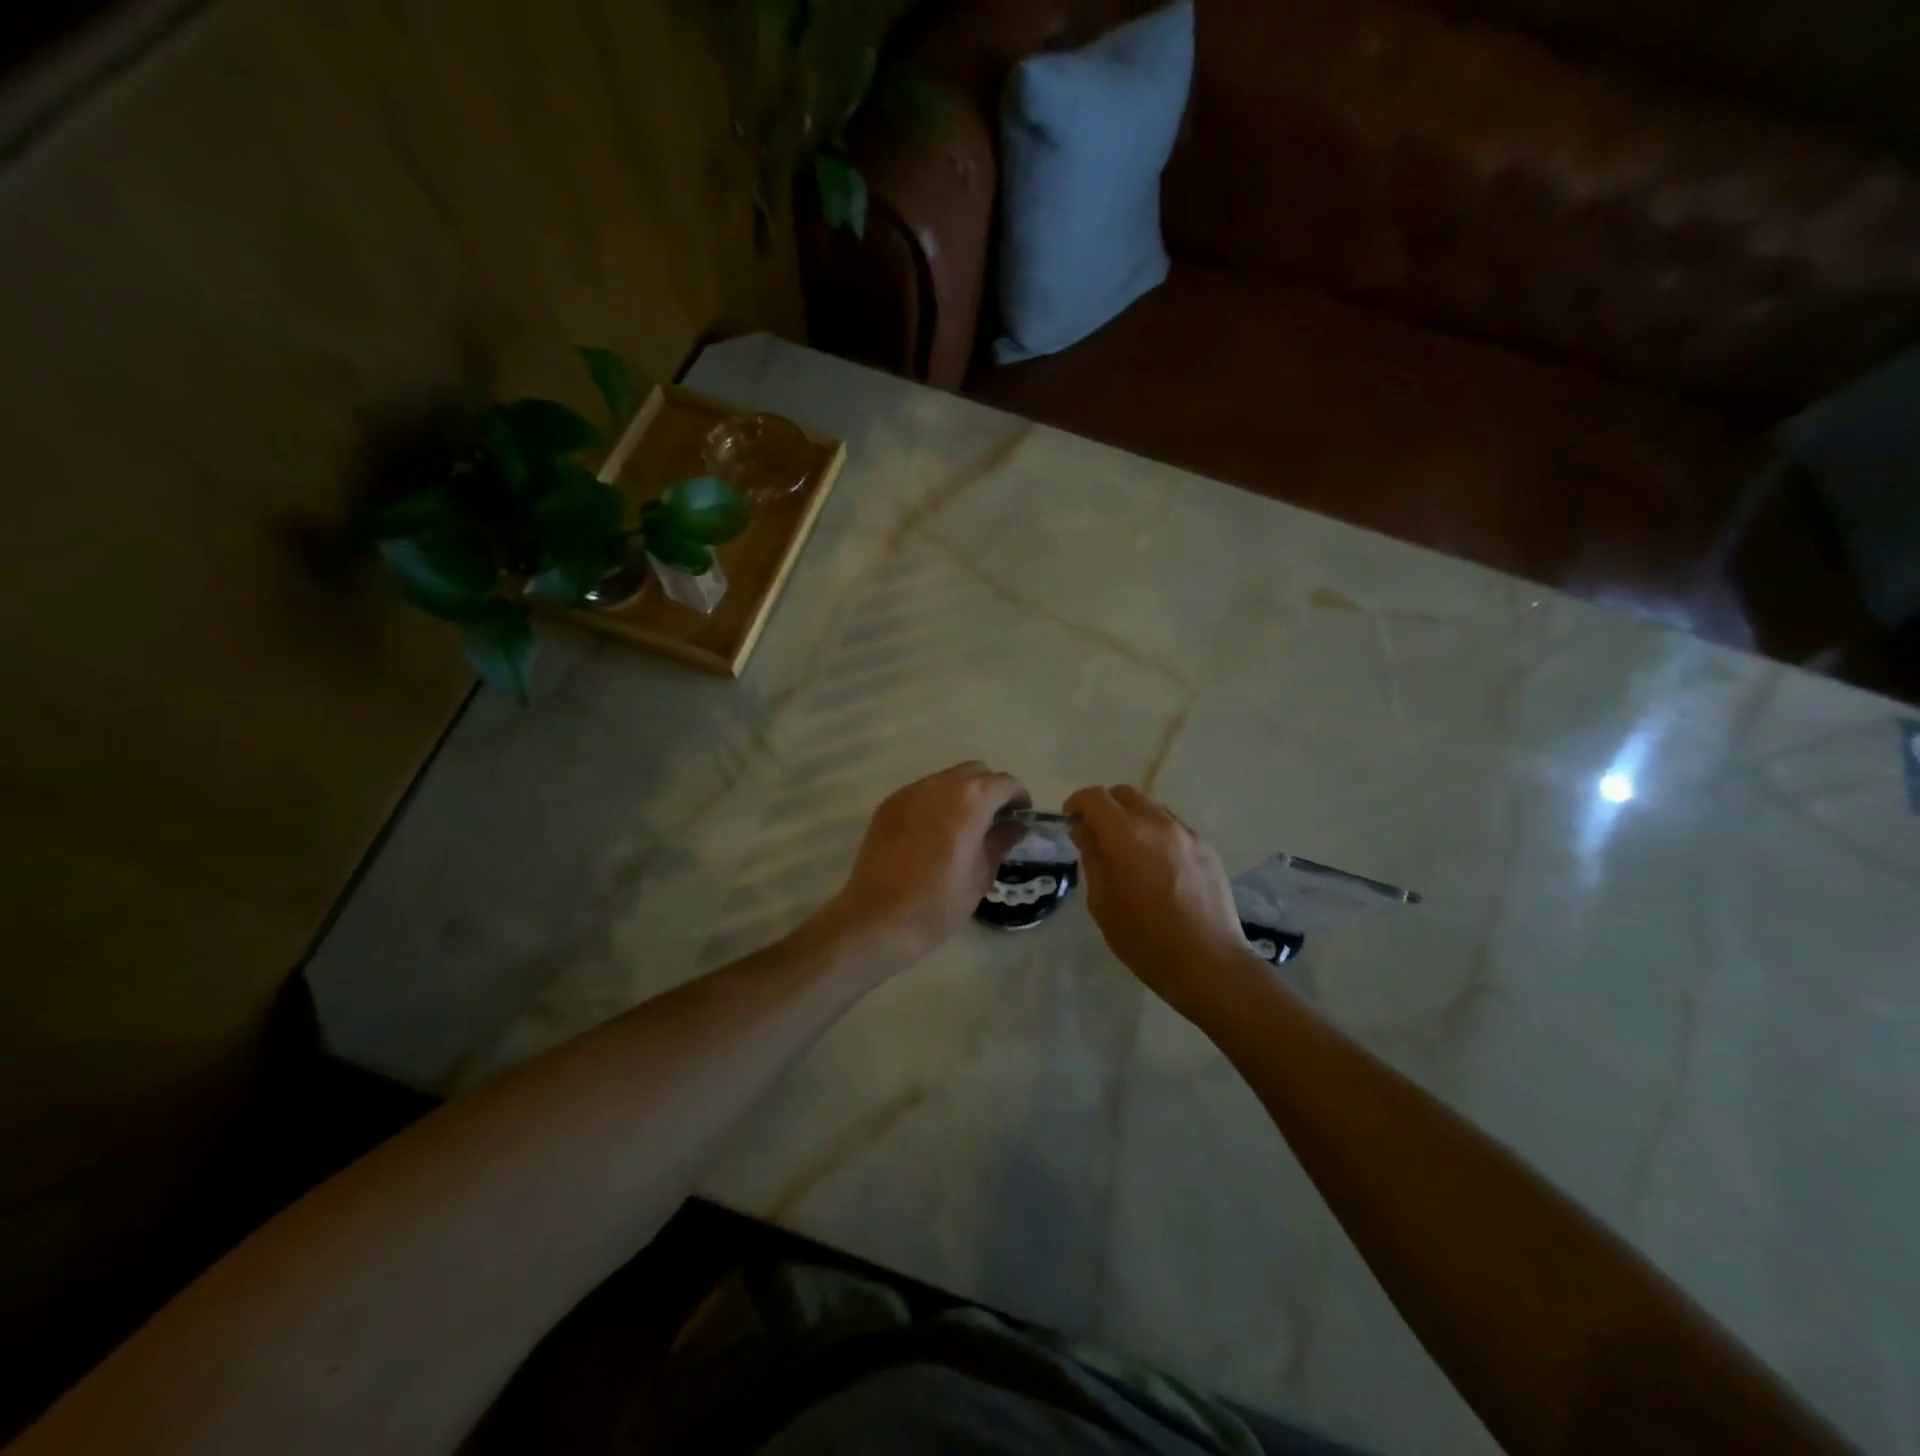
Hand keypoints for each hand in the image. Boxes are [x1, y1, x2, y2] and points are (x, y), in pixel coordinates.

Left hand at [815, 762, 1029, 967]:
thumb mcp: (981, 874)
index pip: (1005, 783)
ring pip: (946, 779)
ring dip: (962, 794)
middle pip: (975, 772)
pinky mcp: (889, 805)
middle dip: (990, 790)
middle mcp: (940, 785)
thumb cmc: (939, 902)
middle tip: (994, 820)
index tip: (1021, 818)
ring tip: (963, 826)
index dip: (1019, 798)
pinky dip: (936, 803)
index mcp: (971, 800)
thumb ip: (1001, 841)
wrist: (879, 918)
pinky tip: (934, 833)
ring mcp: (910, 792)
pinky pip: (922, 793)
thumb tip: (1016, 825)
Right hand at [1065, 784, 1261, 1010]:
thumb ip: (1092, 858)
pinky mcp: (1206, 848)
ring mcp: (1187, 834)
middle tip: (1096, 834)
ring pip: (1151, 808)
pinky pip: (1174, 827)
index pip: (1095, 798)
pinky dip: (1156, 834)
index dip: (1077, 803)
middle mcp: (1158, 824)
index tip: (1070, 821)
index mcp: (1126, 836)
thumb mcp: (1102, 902)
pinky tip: (1157, 866)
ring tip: (1128, 851)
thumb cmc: (1144, 939)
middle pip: (1125, 794)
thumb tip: (1085, 831)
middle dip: (1105, 807)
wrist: (1208, 963)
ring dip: (1132, 819)